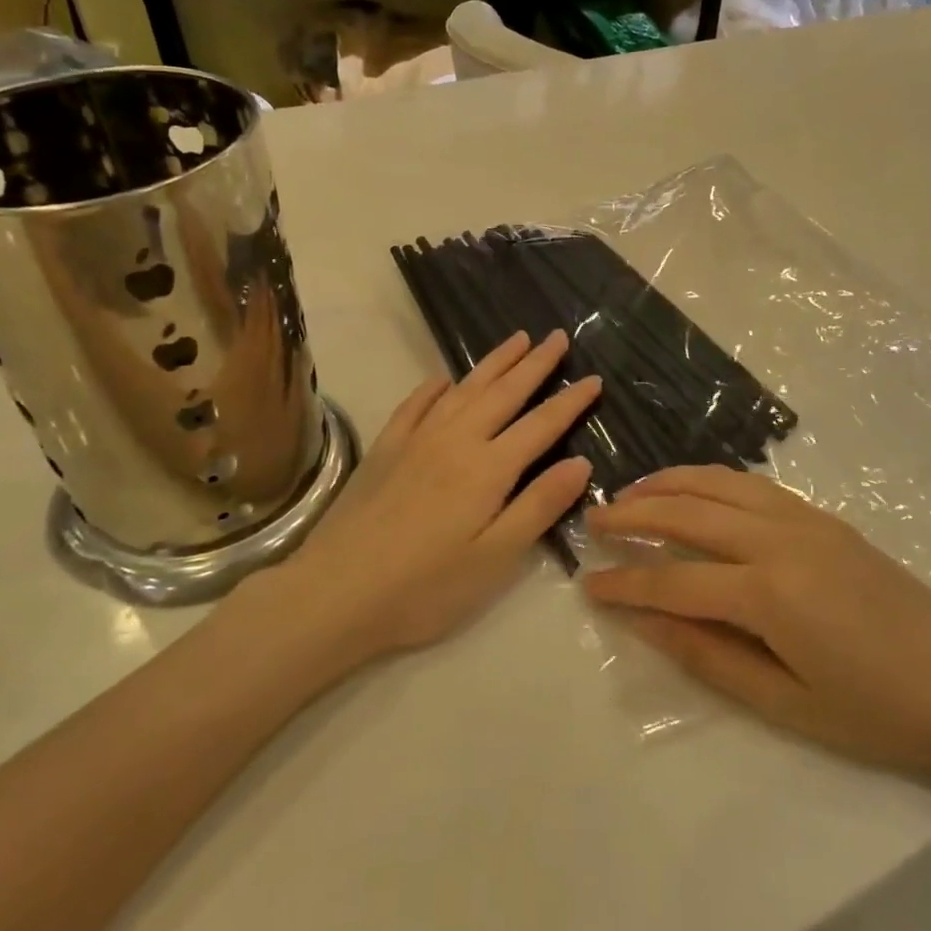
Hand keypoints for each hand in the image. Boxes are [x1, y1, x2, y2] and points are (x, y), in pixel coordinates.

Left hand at [267, 330, 599, 658]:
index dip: (570, 402)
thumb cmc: (425, 587)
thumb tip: (580, 463)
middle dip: (535, 364)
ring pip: (463, 389)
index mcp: (488, 468)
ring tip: (516, 340)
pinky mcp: (384, 449)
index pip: (541, 425)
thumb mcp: (496, 559)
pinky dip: (433, 387)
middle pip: (504, 393)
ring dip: (493, 363)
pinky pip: (415, 404)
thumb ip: (539, 506)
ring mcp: (416, 440)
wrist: (336, 593)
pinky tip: (442, 379)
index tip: (594, 379)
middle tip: (557, 337)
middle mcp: (455, 440)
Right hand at [582, 466, 930, 783]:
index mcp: (768, 593)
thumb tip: (645, 622)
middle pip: (687, 514)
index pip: (673, 582)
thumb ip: (709, 656)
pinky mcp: (822, 516)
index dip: (626, 584)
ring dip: (668, 483)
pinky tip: (693, 489)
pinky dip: (709, 479)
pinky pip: (750, 484)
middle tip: (594, 519)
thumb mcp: (787, 704)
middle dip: (633, 514)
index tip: (587, 582)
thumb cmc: (880, 711)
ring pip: (718, 484)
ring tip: (631, 491)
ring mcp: (803, 519)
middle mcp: (778, 540)